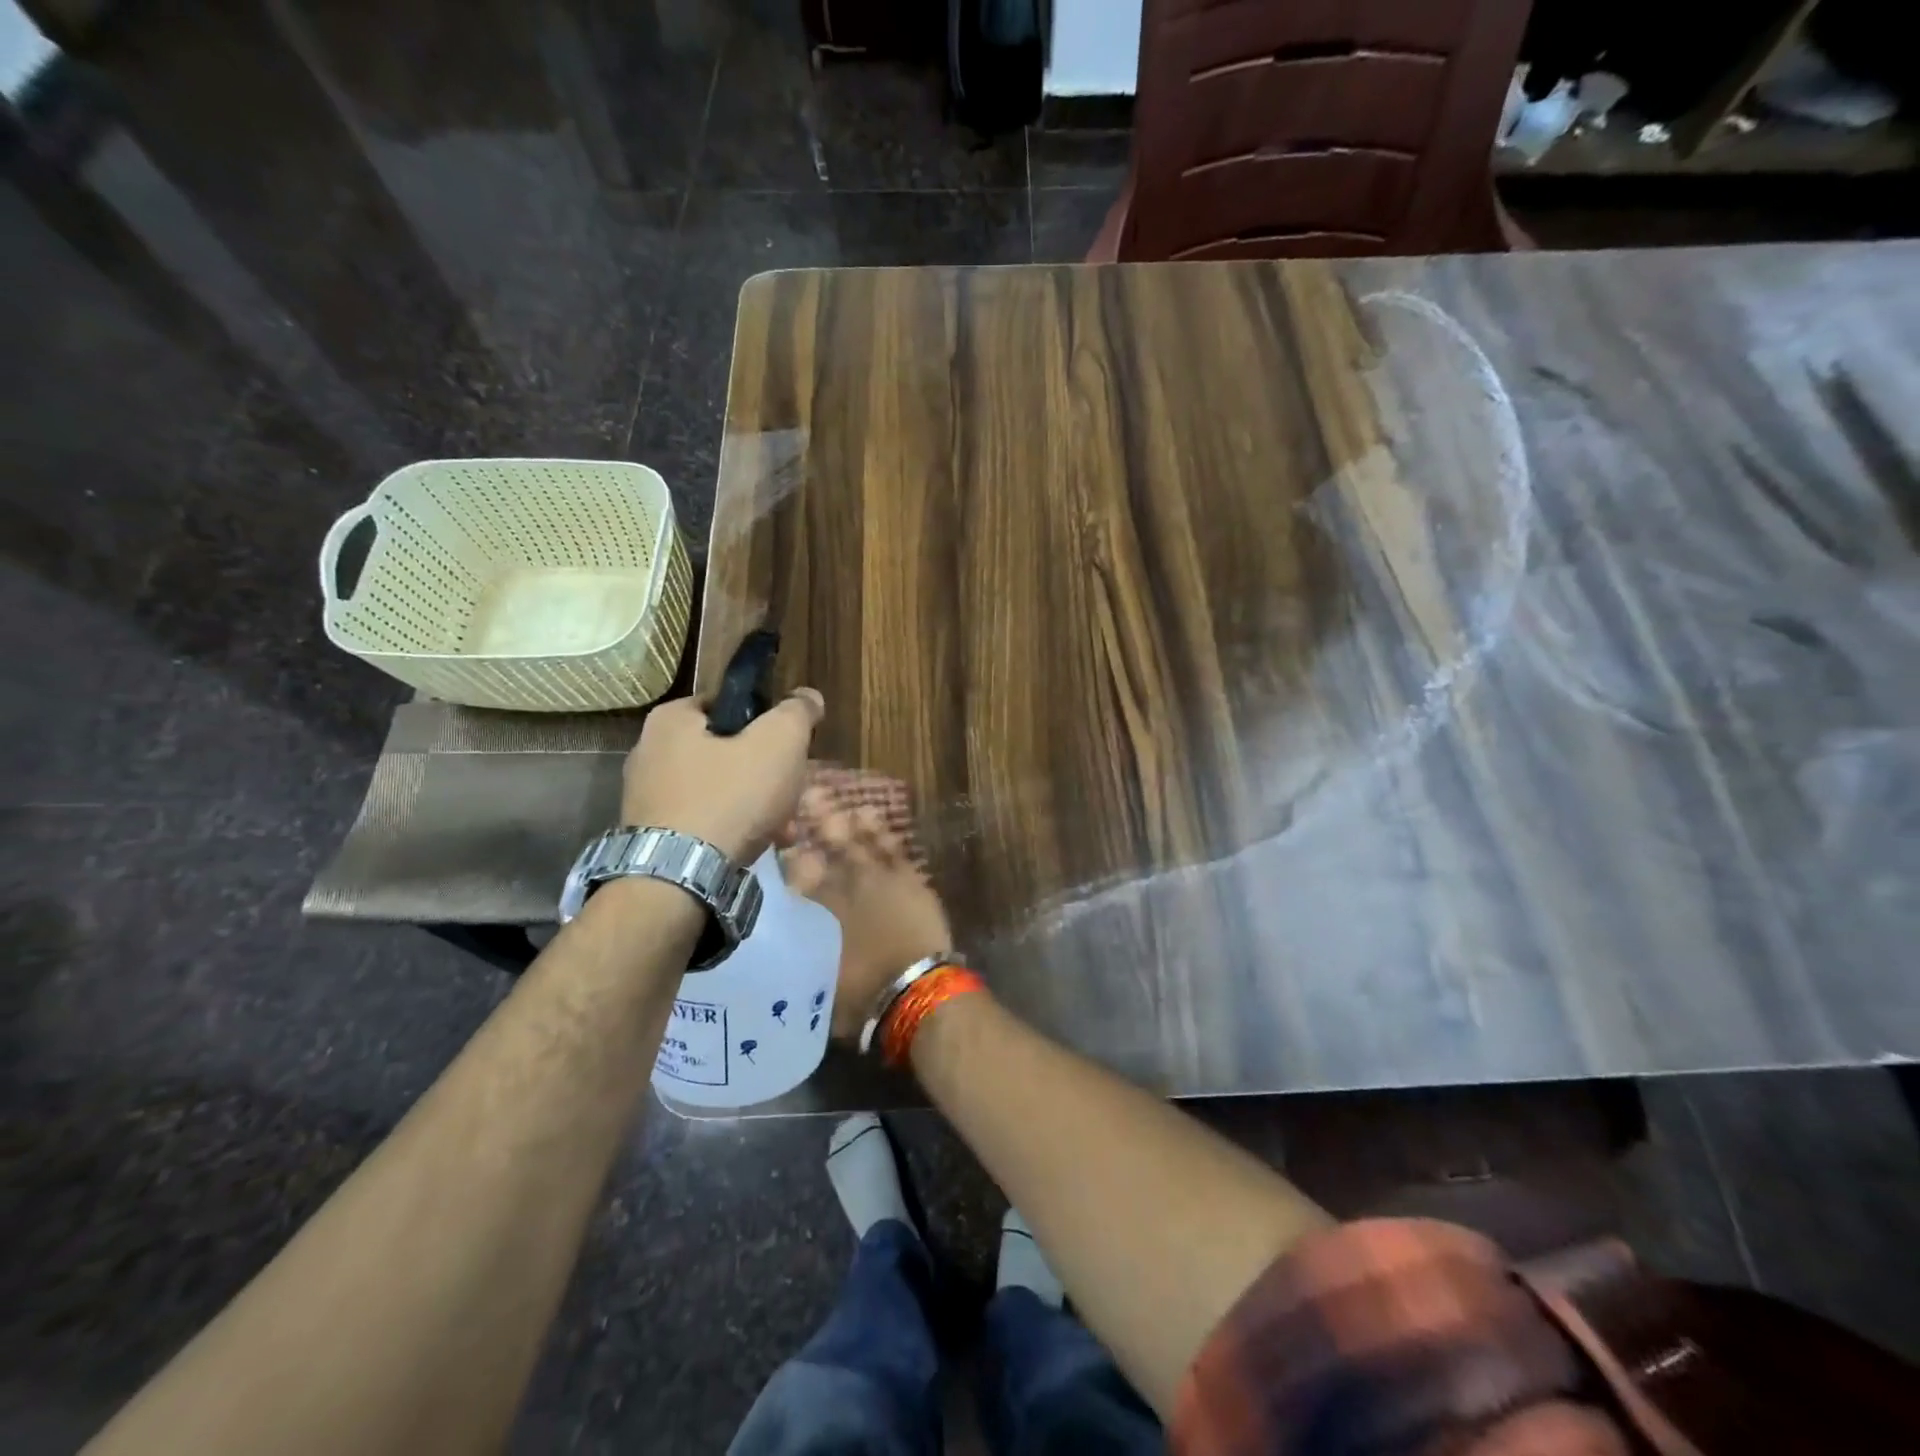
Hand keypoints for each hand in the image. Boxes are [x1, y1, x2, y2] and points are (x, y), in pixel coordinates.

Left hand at [621, 689, 823, 862]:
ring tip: (781, 829)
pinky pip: (702, 820)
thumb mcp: (780, 743)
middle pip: (727, 751)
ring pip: (718, 789)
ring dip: (753, 804)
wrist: (679, 878)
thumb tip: (808, 697)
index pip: (729, 704)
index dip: (766, 722)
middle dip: (765, 774)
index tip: (789, 749)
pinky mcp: (650, 834)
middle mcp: (648, 751)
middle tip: (790, 795)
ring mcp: (645, 796)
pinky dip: (729, 828)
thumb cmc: (731, 797)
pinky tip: (753, 846)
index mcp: (671, 718)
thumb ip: (797, 712)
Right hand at [781, 786, 953, 1039]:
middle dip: (815, 820)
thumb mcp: (818, 979)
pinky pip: (891, 846)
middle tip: (805, 795)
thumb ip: (803, 954)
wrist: (915, 991)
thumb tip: (789, 948)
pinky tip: (871, 814)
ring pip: (858, 839)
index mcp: (819, 909)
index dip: (787, 851)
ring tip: (833, 798)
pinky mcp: (909, 879)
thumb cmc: (862, 996)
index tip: (779, 833)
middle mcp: (845, 886)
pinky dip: (880, 830)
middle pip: (826, 846)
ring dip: (845, 819)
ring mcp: (879, 878)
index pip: (796, 871)